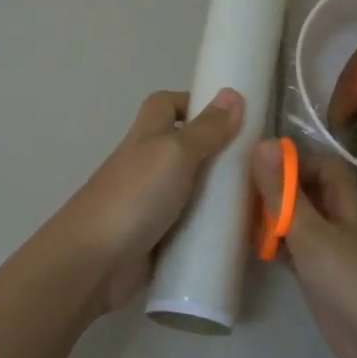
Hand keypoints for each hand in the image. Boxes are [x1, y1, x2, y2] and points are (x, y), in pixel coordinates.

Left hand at [58, 89, 244, 312]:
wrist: (94, 262)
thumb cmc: (134, 197)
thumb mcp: (174, 154)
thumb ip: (205, 130)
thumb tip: (233, 94)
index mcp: (147, 137)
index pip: (166, 105)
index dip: (194, 103)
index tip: (231, 116)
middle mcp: (149, 166)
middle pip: (186, 149)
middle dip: (219, 154)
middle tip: (259, 165)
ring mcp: (153, 205)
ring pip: (194, 191)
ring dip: (221, 195)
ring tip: (262, 202)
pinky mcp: (159, 240)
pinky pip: (192, 228)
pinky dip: (213, 230)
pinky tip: (242, 236)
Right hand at [250, 140, 356, 357]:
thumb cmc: (354, 280)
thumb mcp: (312, 233)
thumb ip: (284, 192)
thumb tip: (263, 142)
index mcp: (349, 198)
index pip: (319, 162)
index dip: (289, 159)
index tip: (250, 162)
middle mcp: (343, 217)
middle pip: (307, 190)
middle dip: (275, 186)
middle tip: (232, 185)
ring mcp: (334, 248)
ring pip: (299, 220)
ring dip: (273, 216)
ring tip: (232, 210)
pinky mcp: (323, 276)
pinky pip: (296, 249)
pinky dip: (275, 244)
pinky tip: (249, 244)